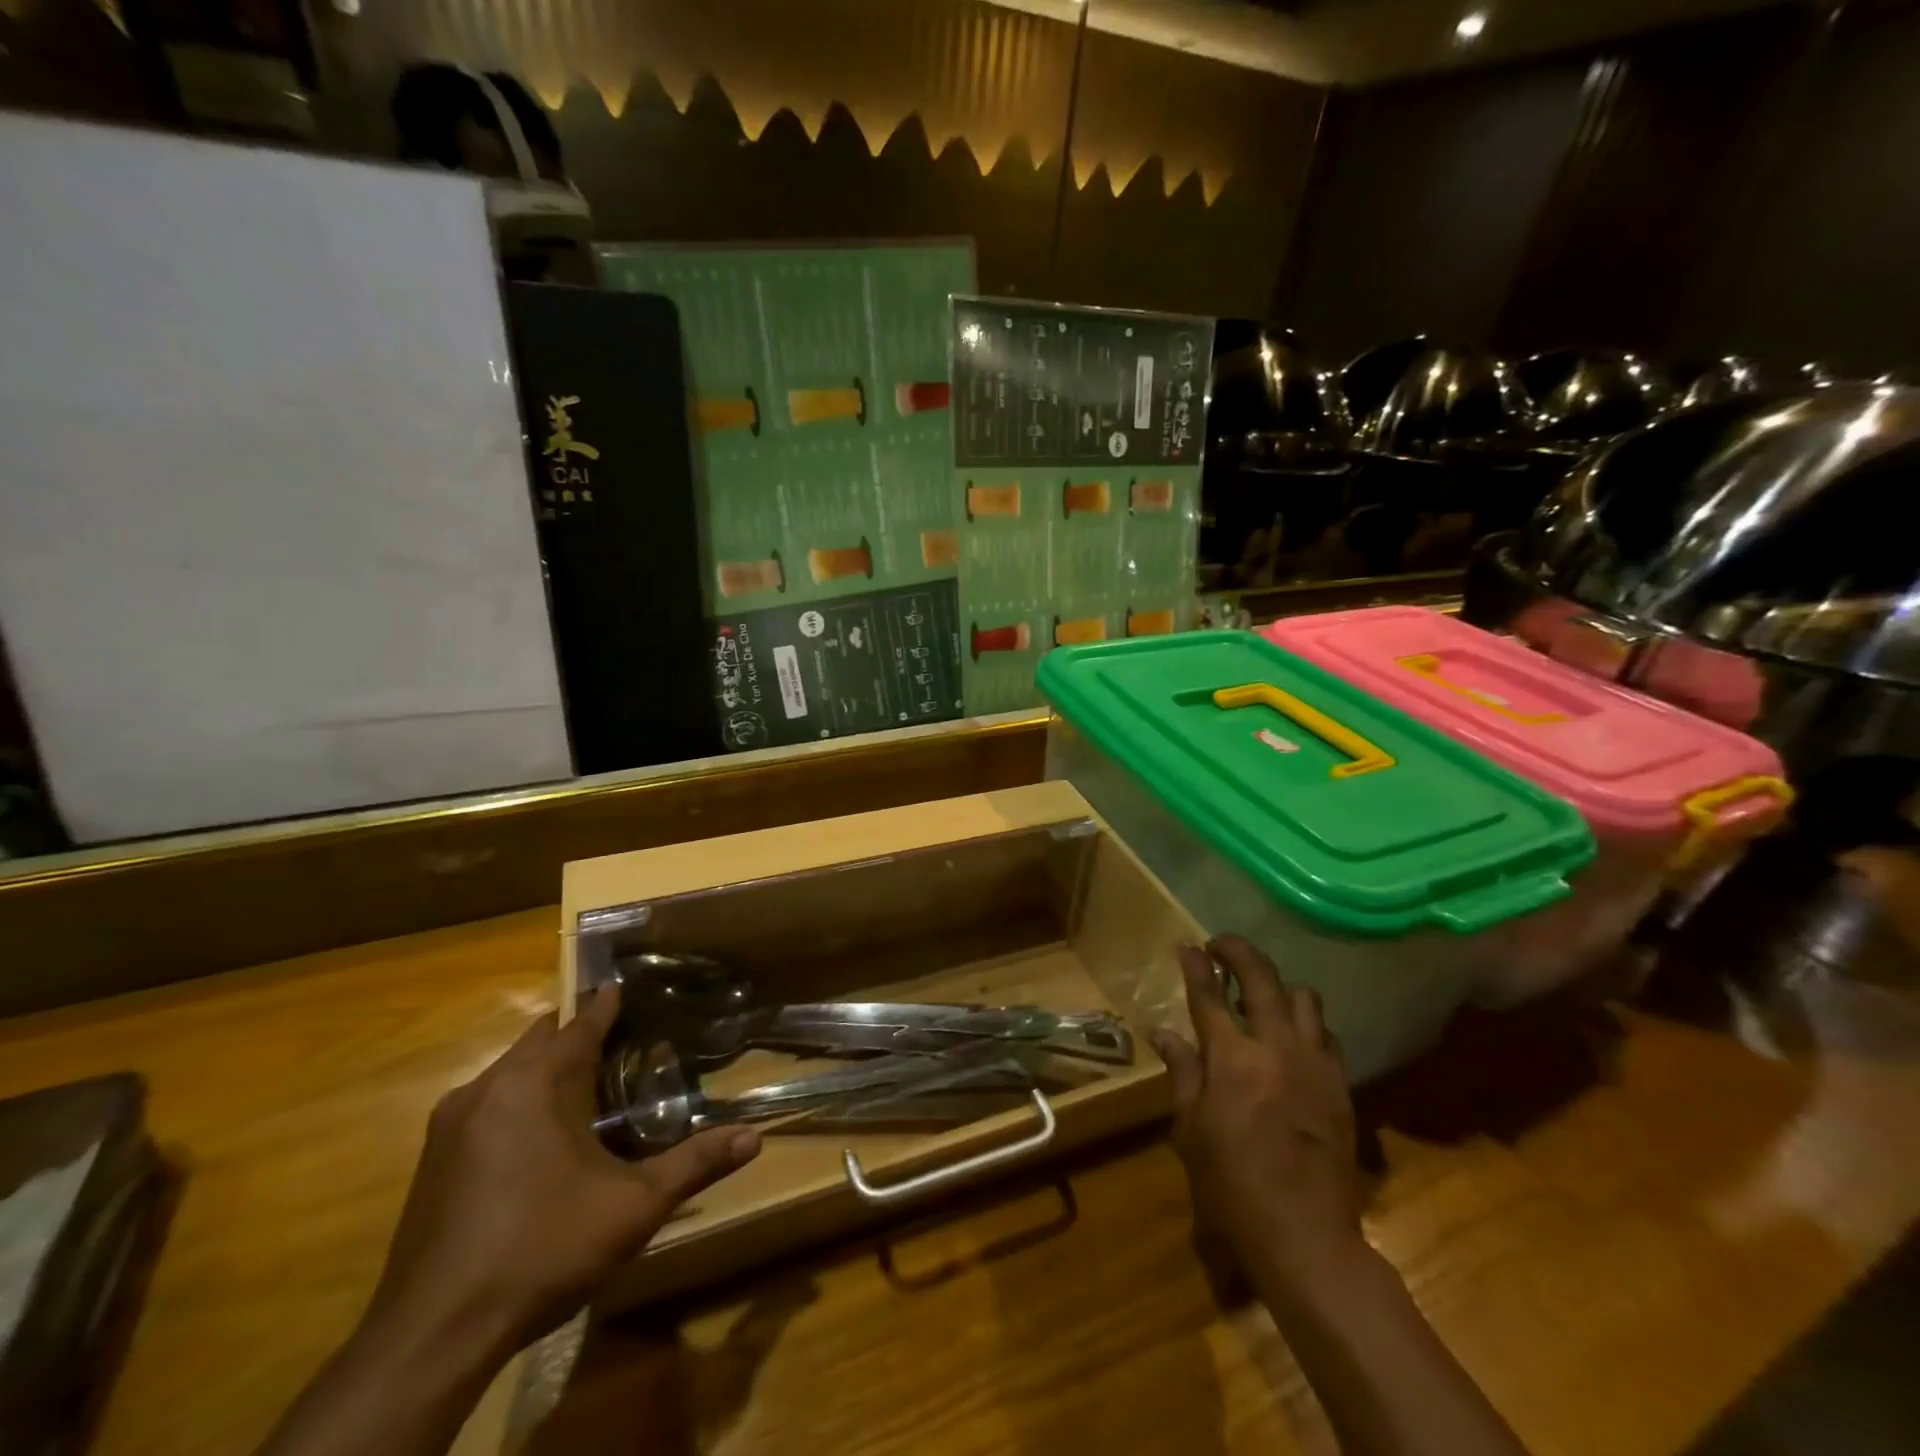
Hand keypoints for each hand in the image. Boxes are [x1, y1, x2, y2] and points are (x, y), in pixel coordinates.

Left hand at [364, 986, 761, 1368]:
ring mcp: (451, 1123)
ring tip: (584, 1084)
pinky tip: (537, 1137)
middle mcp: (489, 1087)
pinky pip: (484, 1103)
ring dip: (544, 1067)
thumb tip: (755, 1138)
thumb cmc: (543, 1249)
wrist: (433, 1335)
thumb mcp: (634, 1207)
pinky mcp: (432, 1159)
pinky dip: (516, 1100)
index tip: (625, 986)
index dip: (607, 1004)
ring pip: (508, 1071)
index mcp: (537, 1083)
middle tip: (619, 1040)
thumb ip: (695, 1164)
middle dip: (576, 1032)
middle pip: (541, 1038)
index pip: (580, 1023)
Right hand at [1150, 935, 1362, 1293]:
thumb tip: (1162, 1032)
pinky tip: (1295, 1038)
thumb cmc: (1232, 1185)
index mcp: (1231, 1058)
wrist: (1307, 1237)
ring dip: (1279, 986)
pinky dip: (1307, 1024)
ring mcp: (1314, 1063)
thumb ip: (1181, 1072)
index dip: (1196, 964)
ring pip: (1304, 997)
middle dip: (1238, 951)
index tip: (1187, 945)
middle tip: (1221, 945)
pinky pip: (1327, 1034)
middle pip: (1261, 977)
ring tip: (1262, 995)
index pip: (1209, 994)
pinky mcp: (1341, 1085)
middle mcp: (1275, 1047)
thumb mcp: (1190, 1130)